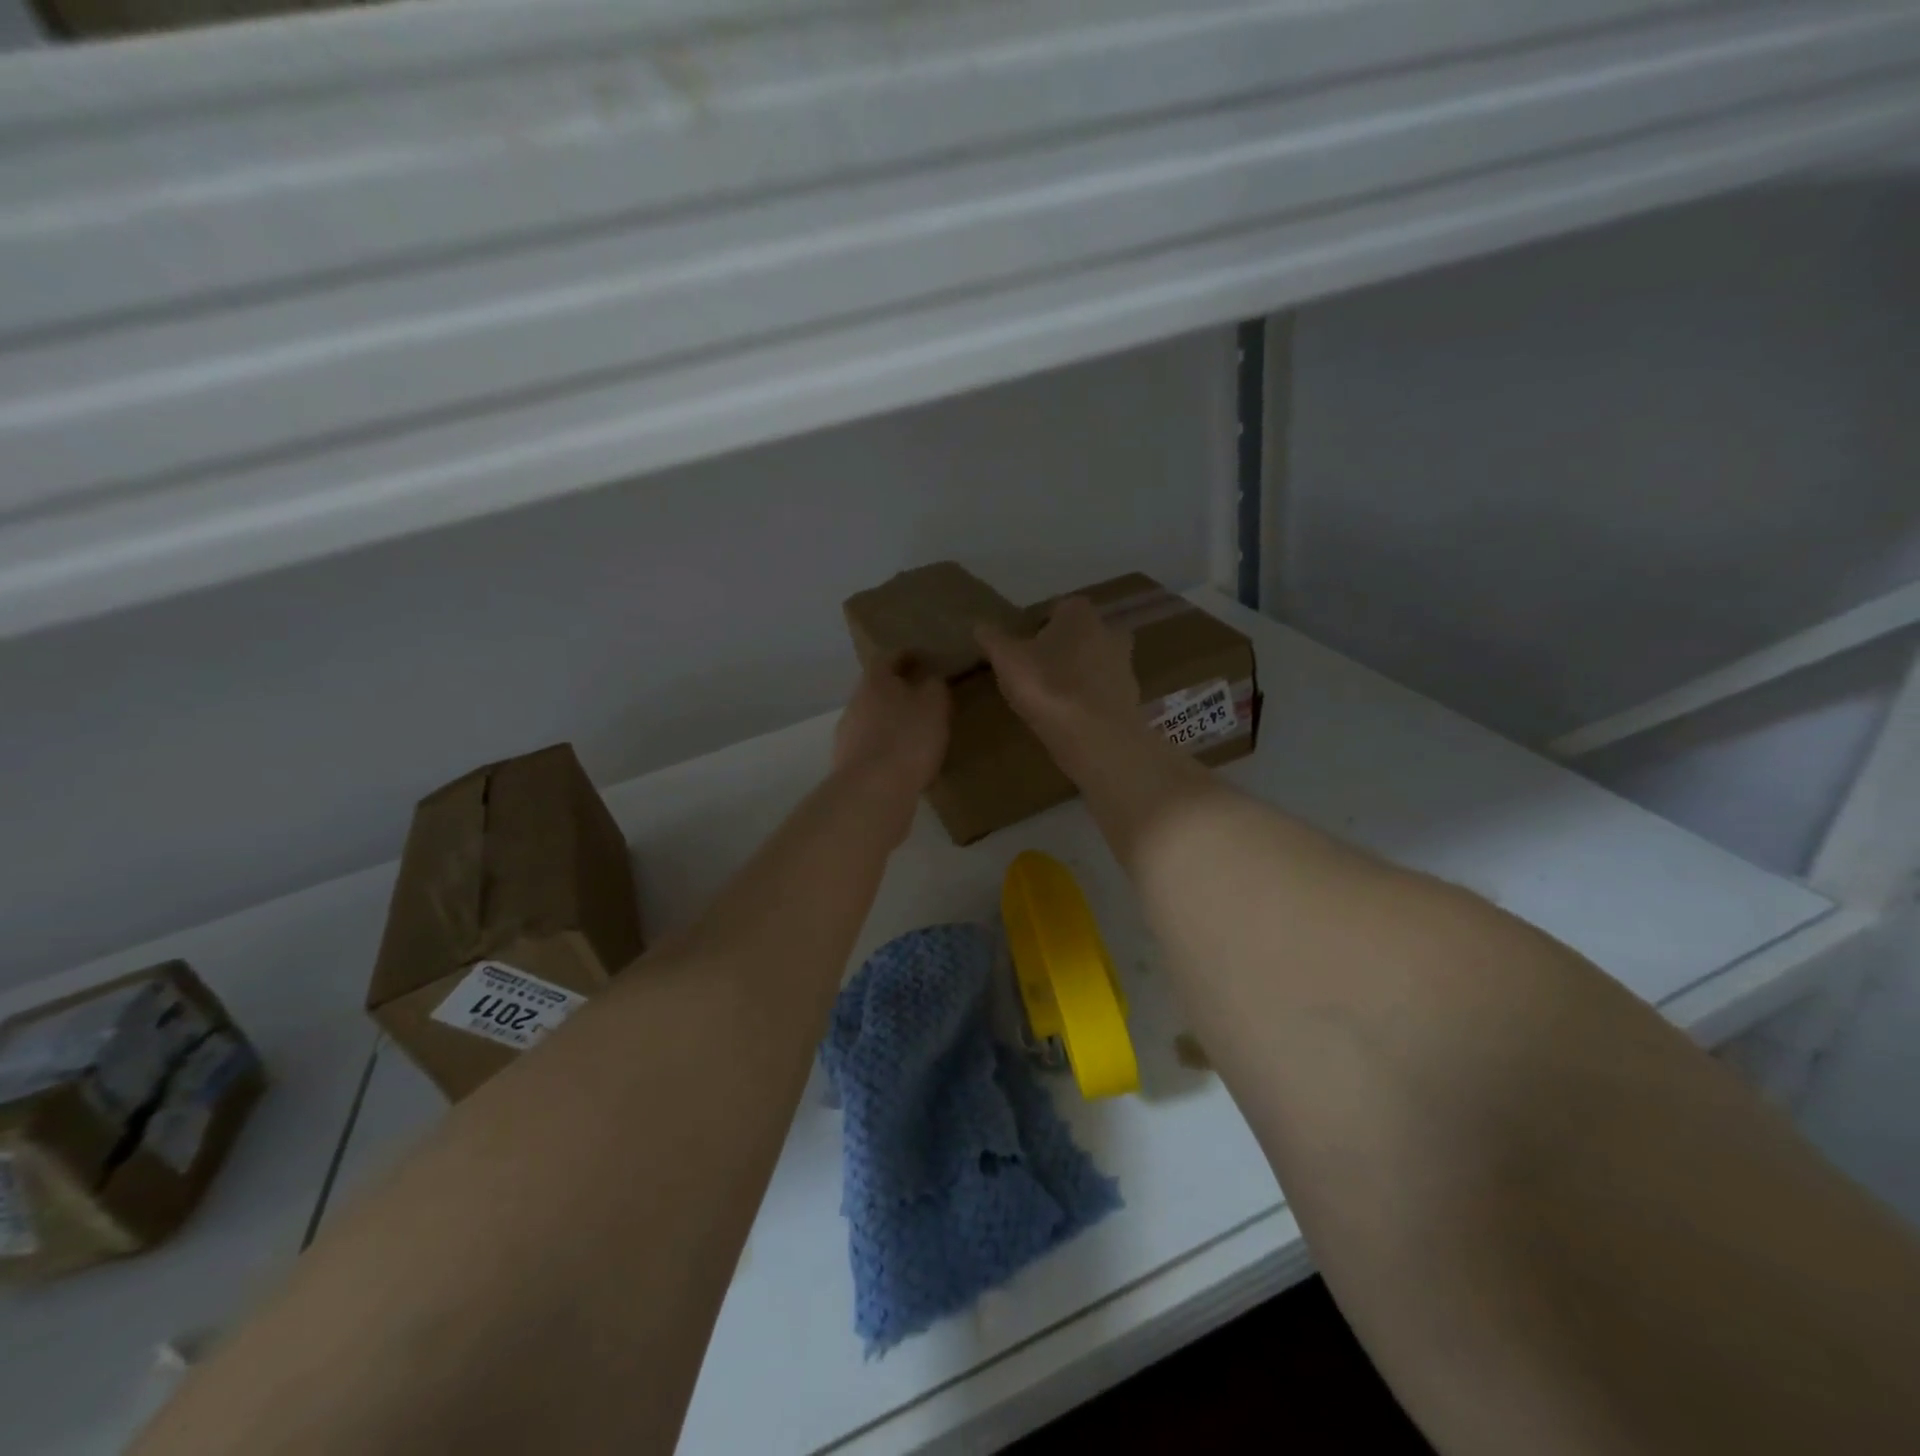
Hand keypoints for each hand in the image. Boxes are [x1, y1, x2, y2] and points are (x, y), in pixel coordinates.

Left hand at [832, 654, 950, 802]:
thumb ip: (934, 686)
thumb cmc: (908, 738)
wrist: (872, 791)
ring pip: (873, 719)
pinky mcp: (848, 764)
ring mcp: (847, 735)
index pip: (890, 658)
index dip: (909, 656)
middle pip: (878, 689)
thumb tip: (930, 679)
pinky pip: (872, 748)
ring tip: (917, 733)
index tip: (926, 659)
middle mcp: (856, 702)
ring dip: (892, 722)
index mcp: (875, 681)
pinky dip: (887, 749)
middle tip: (924, 698)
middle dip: (899, 692)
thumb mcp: (934, 704)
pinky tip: (904, 761)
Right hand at [977, 596, 1139, 744]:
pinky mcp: (1130, 697)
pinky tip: (1068, 717)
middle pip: (1077, 635)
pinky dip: (1086, 699)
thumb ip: (992, 638)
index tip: (1019, 648)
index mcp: (1079, 612)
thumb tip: (980, 624)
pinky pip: (1100, 691)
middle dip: (1059, 648)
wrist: (1097, 737)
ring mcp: (1124, 665)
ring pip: (1092, 662)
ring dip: (1074, 674)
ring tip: (1049, 698)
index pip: (1054, 608)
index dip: (1034, 626)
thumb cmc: (1048, 686)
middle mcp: (1109, 630)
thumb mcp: (1007, 659)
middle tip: (1033, 671)